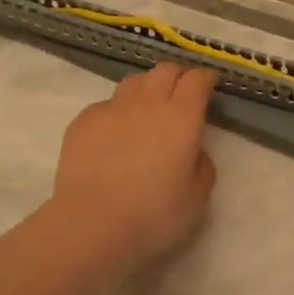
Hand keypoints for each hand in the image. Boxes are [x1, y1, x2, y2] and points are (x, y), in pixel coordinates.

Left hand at [51, 62, 219, 282]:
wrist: (91, 224)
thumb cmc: (152, 215)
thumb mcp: (197, 199)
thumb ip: (202, 166)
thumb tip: (194, 150)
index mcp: (181, 117)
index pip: (197, 79)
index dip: (205, 77)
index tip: (210, 83)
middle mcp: (148, 102)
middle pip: (165, 70)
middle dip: (178, 75)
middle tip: (182, 92)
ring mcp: (112, 108)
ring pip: (134, 82)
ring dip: (147, 88)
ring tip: (148, 108)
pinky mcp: (84, 120)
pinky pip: (106, 104)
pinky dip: (117, 112)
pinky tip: (115, 135)